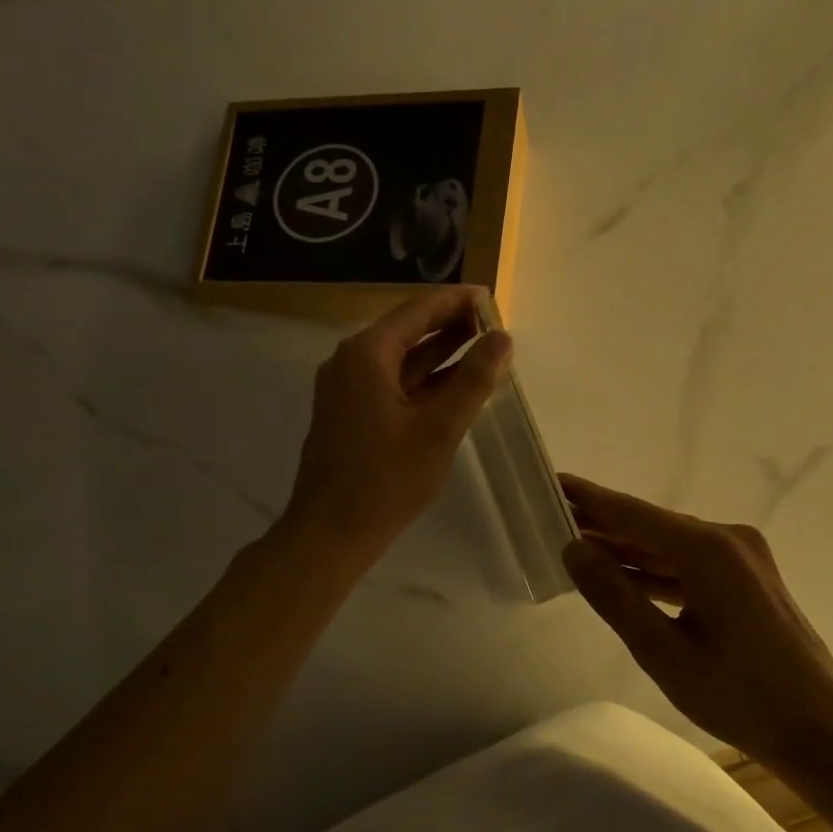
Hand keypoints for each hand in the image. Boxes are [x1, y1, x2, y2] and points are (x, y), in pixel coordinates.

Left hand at [283, 287, 511, 566]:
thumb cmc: (386, 479)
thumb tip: (502, 338)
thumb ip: (473, 380)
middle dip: (450, 326)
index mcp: (367, 354)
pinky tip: (455, 385)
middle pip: (408, 331)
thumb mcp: (439, 428)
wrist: (330, 533)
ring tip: (484, 348)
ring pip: (401, 360)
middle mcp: (351, 362)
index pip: (418, 310)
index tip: (491, 298)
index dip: (456, 301)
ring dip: (440, 353)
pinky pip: (392, 384)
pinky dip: (424, 381)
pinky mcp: (350, 414)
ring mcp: (347, 389)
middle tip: (494, 325)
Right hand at [561, 476, 832, 767]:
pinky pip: (688, 563)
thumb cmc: (740, 697)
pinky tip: (620, 571)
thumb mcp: (664, 652)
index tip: (552, 480)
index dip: (589, 498)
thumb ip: (615, 596)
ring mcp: (741, 556)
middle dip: (602, 522)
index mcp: (708, 550)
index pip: (632, 514)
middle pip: (650, 524)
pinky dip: (654, 568)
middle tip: (552, 514)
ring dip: (626, 547)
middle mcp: (727, 539)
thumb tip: (573, 549)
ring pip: (668, 544)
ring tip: (575, 541)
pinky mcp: (746, 576)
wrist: (819, 728)